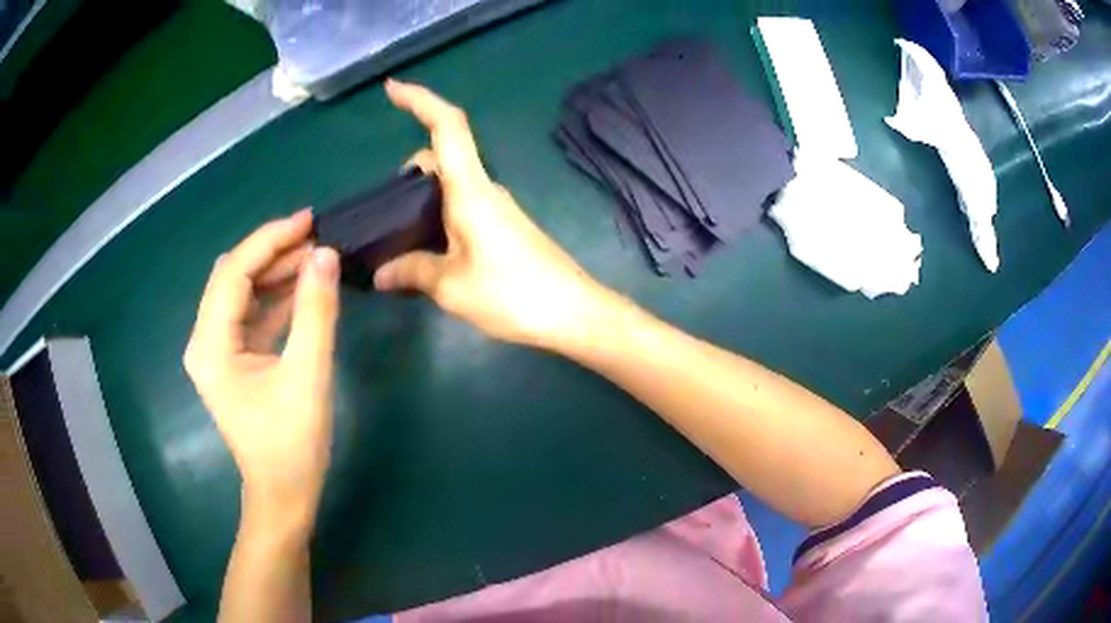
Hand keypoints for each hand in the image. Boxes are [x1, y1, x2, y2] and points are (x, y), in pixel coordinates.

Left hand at [184, 211, 339, 527]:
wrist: (284, 495)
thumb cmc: (292, 444)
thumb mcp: (307, 375)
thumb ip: (315, 311)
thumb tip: (325, 254)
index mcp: (210, 345)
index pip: (234, 272)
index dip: (270, 240)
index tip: (310, 220)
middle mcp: (204, 340)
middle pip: (233, 277)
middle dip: (272, 252)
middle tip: (316, 238)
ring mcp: (216, 350)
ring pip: (242, 292)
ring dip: (275, 272)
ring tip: (314, 257)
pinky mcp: (232, 359)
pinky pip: (250, 314)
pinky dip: (275, 297)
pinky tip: (302, 287)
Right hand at [376, 79, 615, 349]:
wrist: (573, 313)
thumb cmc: (513, 294)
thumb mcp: (451, 287)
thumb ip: (412, 271)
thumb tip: (380, 273)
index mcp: (471, 190)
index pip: (447, 127)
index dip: (420, 100)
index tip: (392, 89)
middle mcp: (485, 189)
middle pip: (442, 157)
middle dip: (408, 172)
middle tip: (384, 212)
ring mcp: (497, 207)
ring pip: (451, 185)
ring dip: (422, 199)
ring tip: (398, 239)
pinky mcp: (504, 227)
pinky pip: (462, 207)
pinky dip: (438, 217)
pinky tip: (427, 253)